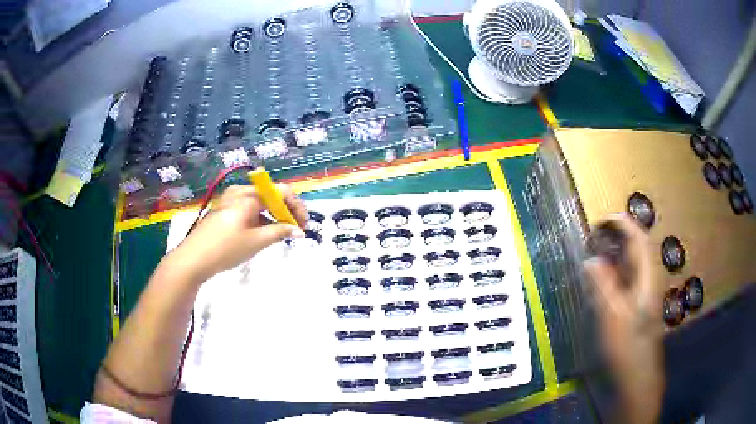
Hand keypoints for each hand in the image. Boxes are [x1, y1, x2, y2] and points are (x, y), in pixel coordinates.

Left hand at [170, 184, 307, 283]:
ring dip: (273, 216)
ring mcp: (229, 200)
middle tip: (295, 230)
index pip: (281, 192)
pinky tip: (262, 233)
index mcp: (248, 195)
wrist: (193, 259)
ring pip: (259, 203)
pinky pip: (248, 209)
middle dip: (285, 211)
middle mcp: (239, 191)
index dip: (296, 207)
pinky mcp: (224, 211)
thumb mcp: (256, 241)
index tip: (304, 226)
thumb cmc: (226, 248)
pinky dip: (259, 219)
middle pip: (270, 195)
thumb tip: (299, 231)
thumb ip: (280, 232)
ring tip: (281, 234)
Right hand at [584, 214, 664, 422]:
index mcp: (646, 282)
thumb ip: (603, 286)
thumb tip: (590, 259)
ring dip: (610, 259)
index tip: (601, 220)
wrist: (633, 388)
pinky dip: (608, 281)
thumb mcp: (613, 319)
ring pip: (626, 272)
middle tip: (591, 238)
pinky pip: (620, 290)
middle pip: (633, 254)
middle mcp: (644, 287)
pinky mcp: (629, 318)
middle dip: (615, 240)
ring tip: (590, 257)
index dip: (623, 225)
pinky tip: (595, 289)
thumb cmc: (627, 353)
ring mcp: (637, 304)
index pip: (639, 241)